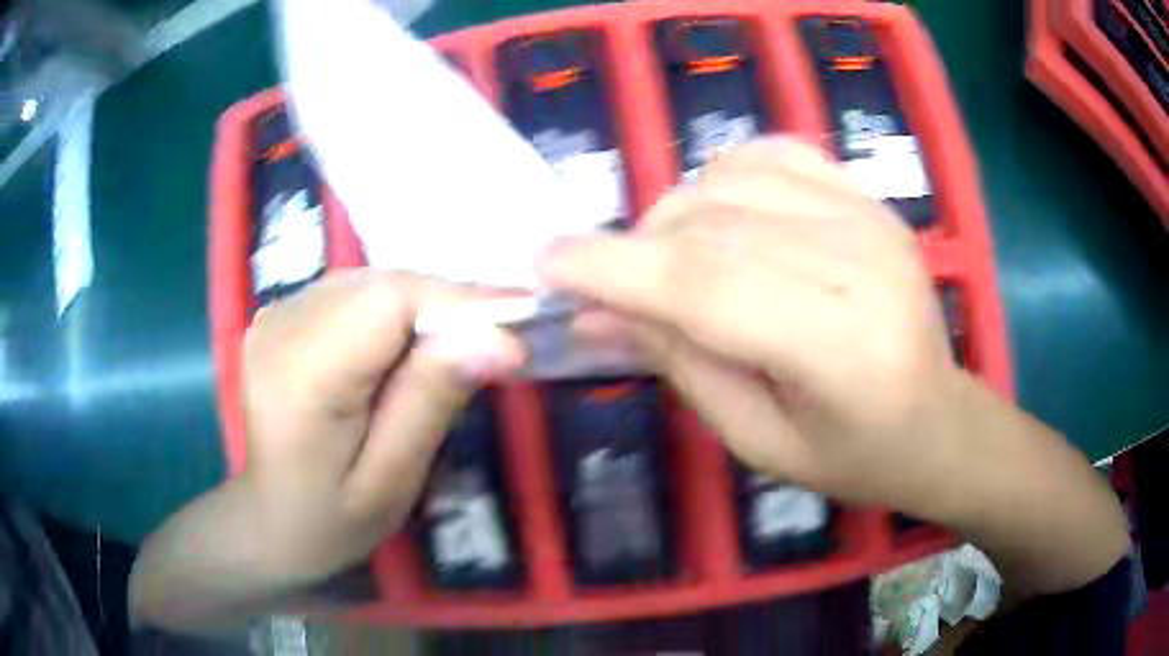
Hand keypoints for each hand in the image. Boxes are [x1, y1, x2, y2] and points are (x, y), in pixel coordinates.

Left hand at [240, 270, 523, 582]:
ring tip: (466, 340)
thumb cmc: (331, 519)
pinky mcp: (282, 313)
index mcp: (301, 373)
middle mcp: (282, 325)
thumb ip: (431, 402)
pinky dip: (394, 309)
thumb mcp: (390, 481)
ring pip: (372, 281)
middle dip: (449, 304)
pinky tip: (411, 344)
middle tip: (503, 335)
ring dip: (424, 305)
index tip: (523, 318)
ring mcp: (276, 313)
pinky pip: (353, 292)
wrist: (271, 519)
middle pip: (383, 283)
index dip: (459, 302)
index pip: (389, 301)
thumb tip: (498, 339)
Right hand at [538, 138, 969, 516]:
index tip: (546, 263)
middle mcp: (862, 261)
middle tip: (609, 283)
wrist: (937, 420)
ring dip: (677, 213)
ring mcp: (871, 216)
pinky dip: (725, 175)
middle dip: (637, 247)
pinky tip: (722, 216)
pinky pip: (774, 154)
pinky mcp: (870, 196)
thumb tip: (595, 312)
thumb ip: (680, 364)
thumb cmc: (852, 455)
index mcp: (842, 347)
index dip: (615, 269)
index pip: (707, 286)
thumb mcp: (756, 439)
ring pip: (734, 178)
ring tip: (672, 259)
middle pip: (714, 224)